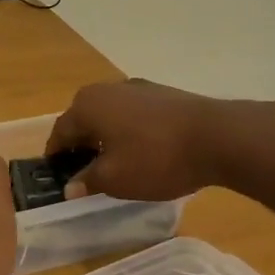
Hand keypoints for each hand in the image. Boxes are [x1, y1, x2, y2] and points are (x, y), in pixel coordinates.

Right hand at [46, 78, 274, 200]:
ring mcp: (138, 88)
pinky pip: (134, 115)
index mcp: (87, 105)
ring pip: (110, 116)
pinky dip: (130, 132)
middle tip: (86, 174)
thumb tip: (70, 186)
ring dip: (107, 138)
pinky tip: (144, 153)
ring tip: (116, 165)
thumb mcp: (115, 179)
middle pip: (84, 120)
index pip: (60, 132)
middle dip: (82, 146)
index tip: (58, 177)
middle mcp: (107, 89)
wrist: (218, 137)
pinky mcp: (163, 94)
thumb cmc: (156, 159)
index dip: (56, 157)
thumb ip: (87, 181)